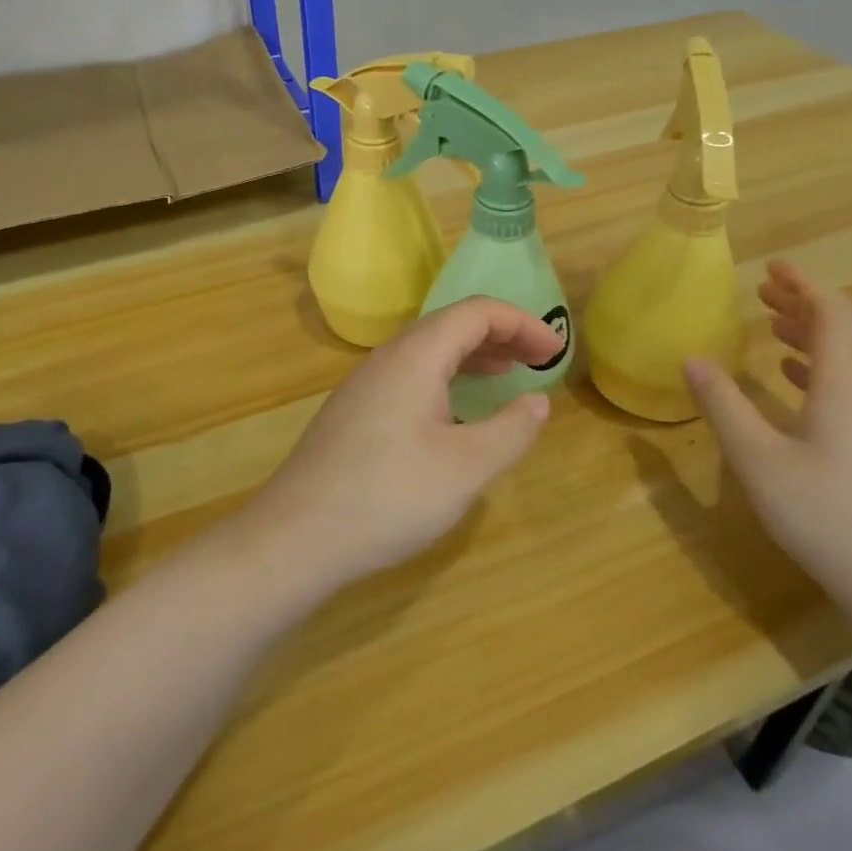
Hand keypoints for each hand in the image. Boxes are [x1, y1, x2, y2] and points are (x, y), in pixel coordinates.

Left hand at [247, 297, 559, 587]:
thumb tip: (537, 401)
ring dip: (472, 357)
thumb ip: (511, 430)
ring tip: (506, 376)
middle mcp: (387, 358)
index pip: (477, 313)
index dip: (522, 323)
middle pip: (451, 326)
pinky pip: (410, 376)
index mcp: (415, 355)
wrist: (295, 537)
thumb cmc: (389, 497)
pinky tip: (455, 413)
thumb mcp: (466, 468)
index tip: (556, 352)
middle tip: (538, 362)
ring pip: (428, 352)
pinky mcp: (354, 412)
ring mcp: (364, 385)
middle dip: (500, 337)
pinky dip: (446, 379)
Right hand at [684, 261, 851, 619]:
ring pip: (848, 359)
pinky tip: (791, 381)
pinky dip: (818, 368)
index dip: (803, 284)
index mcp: (845, 385)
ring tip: (771, 326)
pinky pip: (850, 386)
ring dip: (810, 335)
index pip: (833, 313)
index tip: (771, 267)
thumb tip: (691, 358)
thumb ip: (723, 405)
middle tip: (762, 292)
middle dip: (803, 304)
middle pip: (844, 331)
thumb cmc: (826, 515)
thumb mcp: (758, 459)